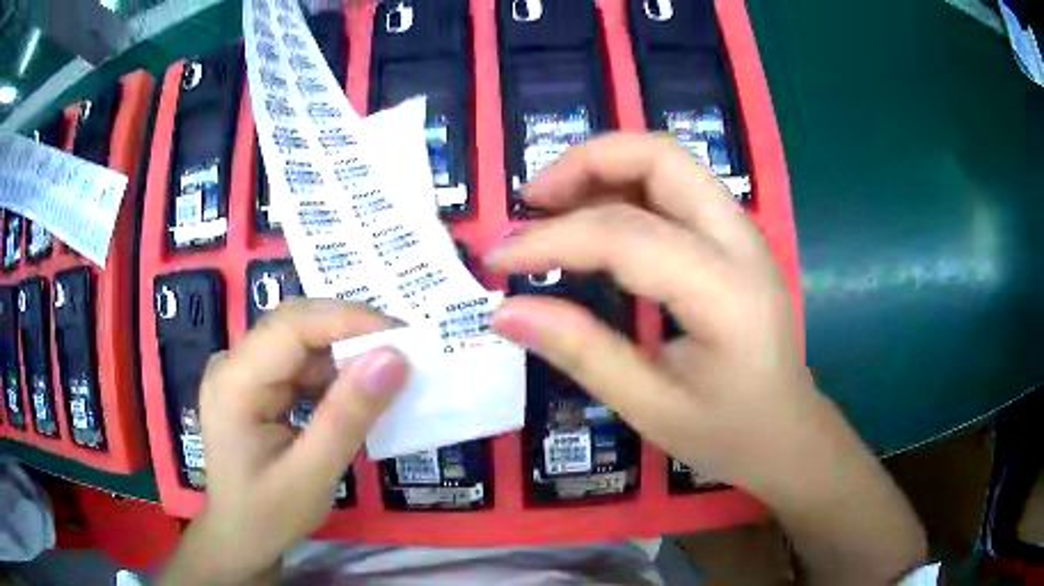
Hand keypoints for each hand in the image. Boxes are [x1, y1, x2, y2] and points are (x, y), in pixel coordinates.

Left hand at [160, 299, 407, 585]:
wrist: (239, 538)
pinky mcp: (254, 384)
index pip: (291, 326)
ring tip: (389, 370)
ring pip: (299, 340)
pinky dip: (332, 371)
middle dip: (350, 331)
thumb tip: (394, 358)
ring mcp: (242, 372)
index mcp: (234, 383)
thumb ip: (348, 417)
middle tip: (404, 350)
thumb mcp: (311, 476)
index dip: (347, 321)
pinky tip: (356, 390)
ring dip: (344, 351)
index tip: (403, 338)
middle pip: (294, 324)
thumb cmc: (268, 516)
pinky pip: (298, 362)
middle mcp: (232, 364)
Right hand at [486, 132, 810, 490]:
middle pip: (660, 156)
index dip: (550, 239)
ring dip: (604, 167)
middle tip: (531, 201)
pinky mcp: (735, 237)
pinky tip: (595, 219)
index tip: (498, 259)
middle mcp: (741, 241)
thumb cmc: (729, 433)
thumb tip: (505, 313)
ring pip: (669, 161)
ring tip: (552, 205)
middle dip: (586, 163)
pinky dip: (626, 186)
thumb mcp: (650, 407)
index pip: (625, 234)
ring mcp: (743, 232)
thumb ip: (581, 352)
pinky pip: (676, 186)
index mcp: (725, 291)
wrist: (789, 433)